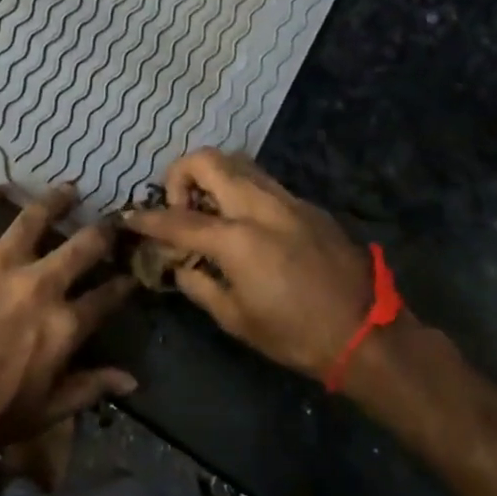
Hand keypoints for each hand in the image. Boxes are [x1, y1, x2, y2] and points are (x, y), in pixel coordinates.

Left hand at [0, 184, 137, 454]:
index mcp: (62, 325)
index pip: (107, 297)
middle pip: (83, 245)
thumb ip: (88, 388)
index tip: (130, 272)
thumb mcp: (43, 413)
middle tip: (110, 222)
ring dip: (56, 200)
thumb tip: (131, 380)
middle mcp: (39, 283)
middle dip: (104, 231)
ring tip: (68, 190)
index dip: (123, 283)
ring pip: (35, 216)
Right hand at [126, 150, 374, 380]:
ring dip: (212, 177)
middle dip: (180, 174)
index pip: (178, 219)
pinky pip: (262, 182)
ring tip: (208, 211)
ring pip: (237, 162)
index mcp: (238, 239)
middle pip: (207, 160)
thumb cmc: (297, 335)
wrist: (367, 332)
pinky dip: (240, 190)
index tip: (129, 217)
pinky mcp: (306, 204)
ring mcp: (286, 199)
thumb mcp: (238, 320)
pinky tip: (244, 224)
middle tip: (179, 207)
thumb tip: (180, 265)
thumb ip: (200, 285)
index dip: (148, 219)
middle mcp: (259, 206)